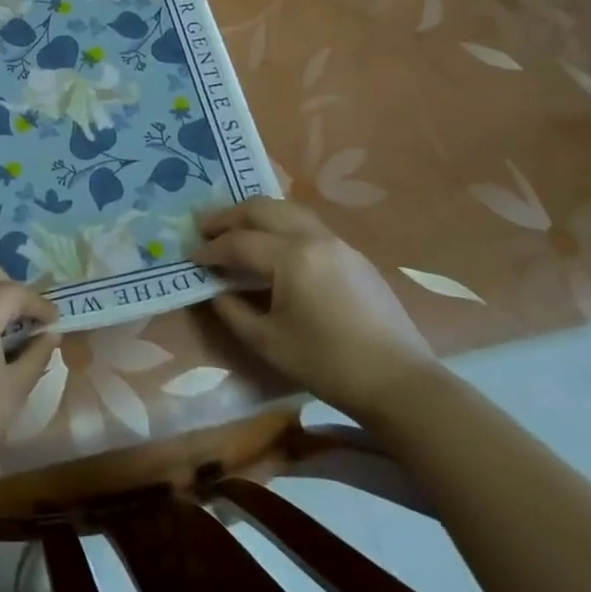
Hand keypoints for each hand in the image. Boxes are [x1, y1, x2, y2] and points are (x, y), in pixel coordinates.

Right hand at [193, 197, 438, 423]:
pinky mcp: (353, 256)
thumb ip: (233, 311)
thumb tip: (217, 291)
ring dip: (257, 215)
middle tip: (204, 226)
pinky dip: (280, 226)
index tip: (190, 257)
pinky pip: (307, 226)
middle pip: (263, 209)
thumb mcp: (267, 342)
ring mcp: (338, 243)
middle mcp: (314, 238)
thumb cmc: (327, 363)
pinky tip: (272, 246)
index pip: (239, 242)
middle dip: (229, 215)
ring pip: (288, 211)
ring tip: (235, 229)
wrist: (400, 382)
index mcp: (291, 257)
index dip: (211, 249)